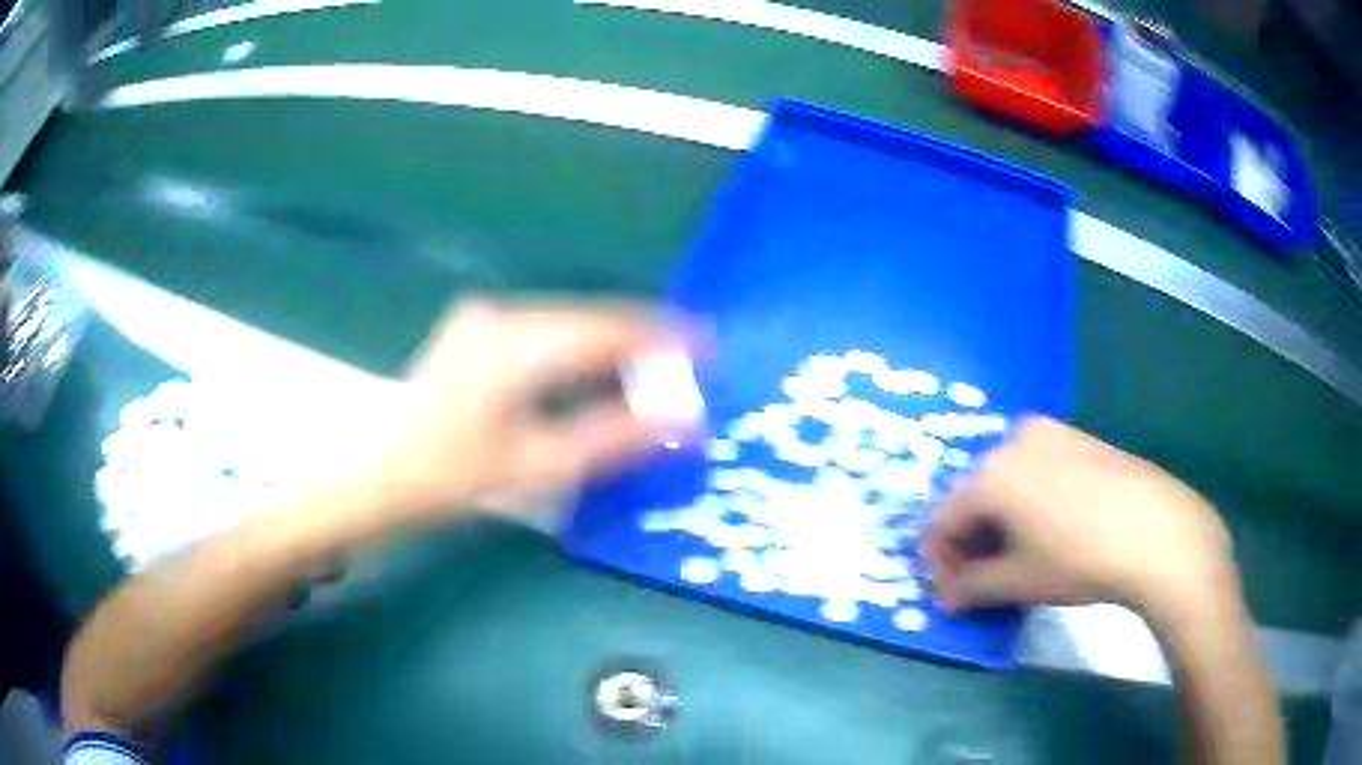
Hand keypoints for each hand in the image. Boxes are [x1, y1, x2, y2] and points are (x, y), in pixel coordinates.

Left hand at [360, 298, 695, 525]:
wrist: (375, 474)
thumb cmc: (451, 476)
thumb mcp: (539, 465)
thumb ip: (616, 438)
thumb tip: (685, 422)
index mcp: (518, 341)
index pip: (610, 328)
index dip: (664, 337)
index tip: (709, 349)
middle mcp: (503, 314)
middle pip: (591, 320)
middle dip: (641, 347)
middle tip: (682, 379)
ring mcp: (484, 318)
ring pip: (568, 325)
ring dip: (609, 352)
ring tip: (647, 385)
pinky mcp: (475, 331)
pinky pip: (544, 333)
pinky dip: (576, 355)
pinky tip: (592, 380)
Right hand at [923, 418, 1237, 621]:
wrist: (1154, 529)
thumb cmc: (1078, 559)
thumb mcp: (1017, 583)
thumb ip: (970, 589)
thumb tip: (949, 598)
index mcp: (989, 475)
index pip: (941, 521)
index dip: (938, 563)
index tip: (951, 596)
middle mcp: (1011, 441)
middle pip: (971, 496)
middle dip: (969, 542)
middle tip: (980, 580)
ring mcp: (1048, 432)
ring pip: (1003, 480)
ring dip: (997, 521)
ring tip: (1015, 558)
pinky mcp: (1076, 435)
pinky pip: (1034, 468)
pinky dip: (1026, 500)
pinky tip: (1048, 530)